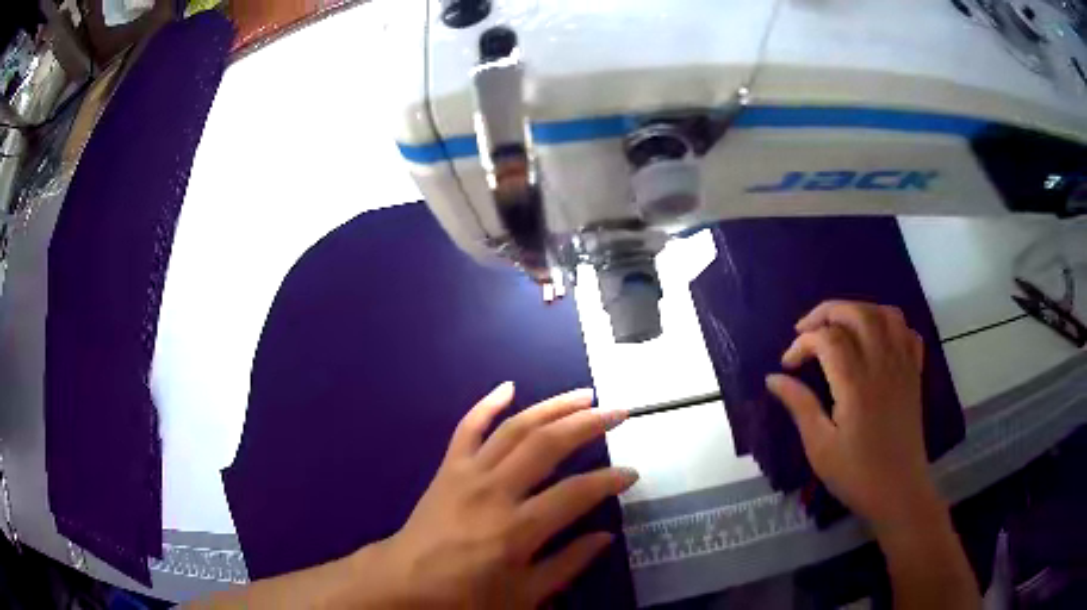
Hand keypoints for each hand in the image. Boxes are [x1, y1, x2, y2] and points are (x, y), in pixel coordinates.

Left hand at [369, 382, 636, 608]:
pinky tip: (508, 387)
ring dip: (551, 406)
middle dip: (589, 424)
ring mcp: (468, 474)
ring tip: (583, 395)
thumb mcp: (525, 596)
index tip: (630, 473)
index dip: (609, 480)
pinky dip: (486, 404)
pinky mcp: (448, 468)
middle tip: (619, 412)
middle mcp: (495, 491)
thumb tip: (605, 536)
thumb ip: (568, 565)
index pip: (576, 493)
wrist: (406, 582)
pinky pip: (467, 428)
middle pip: (548, 445)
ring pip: (515, 428)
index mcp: (518, 528)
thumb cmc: (467, 596)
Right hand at [765, 300, 941, 530]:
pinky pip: (907, 332)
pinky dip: (890, 325)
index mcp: (855, 383)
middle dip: (826, 312)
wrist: (899, 491)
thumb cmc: (856, 474)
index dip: (802, 343)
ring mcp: (902, 365)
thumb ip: (800, 406)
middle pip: (856, 313)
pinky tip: (877, 339)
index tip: (787, 365)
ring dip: (859, 310)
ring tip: (841, 326)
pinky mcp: (914, 374)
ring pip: (885, 314)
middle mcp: (881, 364)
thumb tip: (773, 378)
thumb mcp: (819, 447)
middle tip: (806, 330)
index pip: (827, 338)